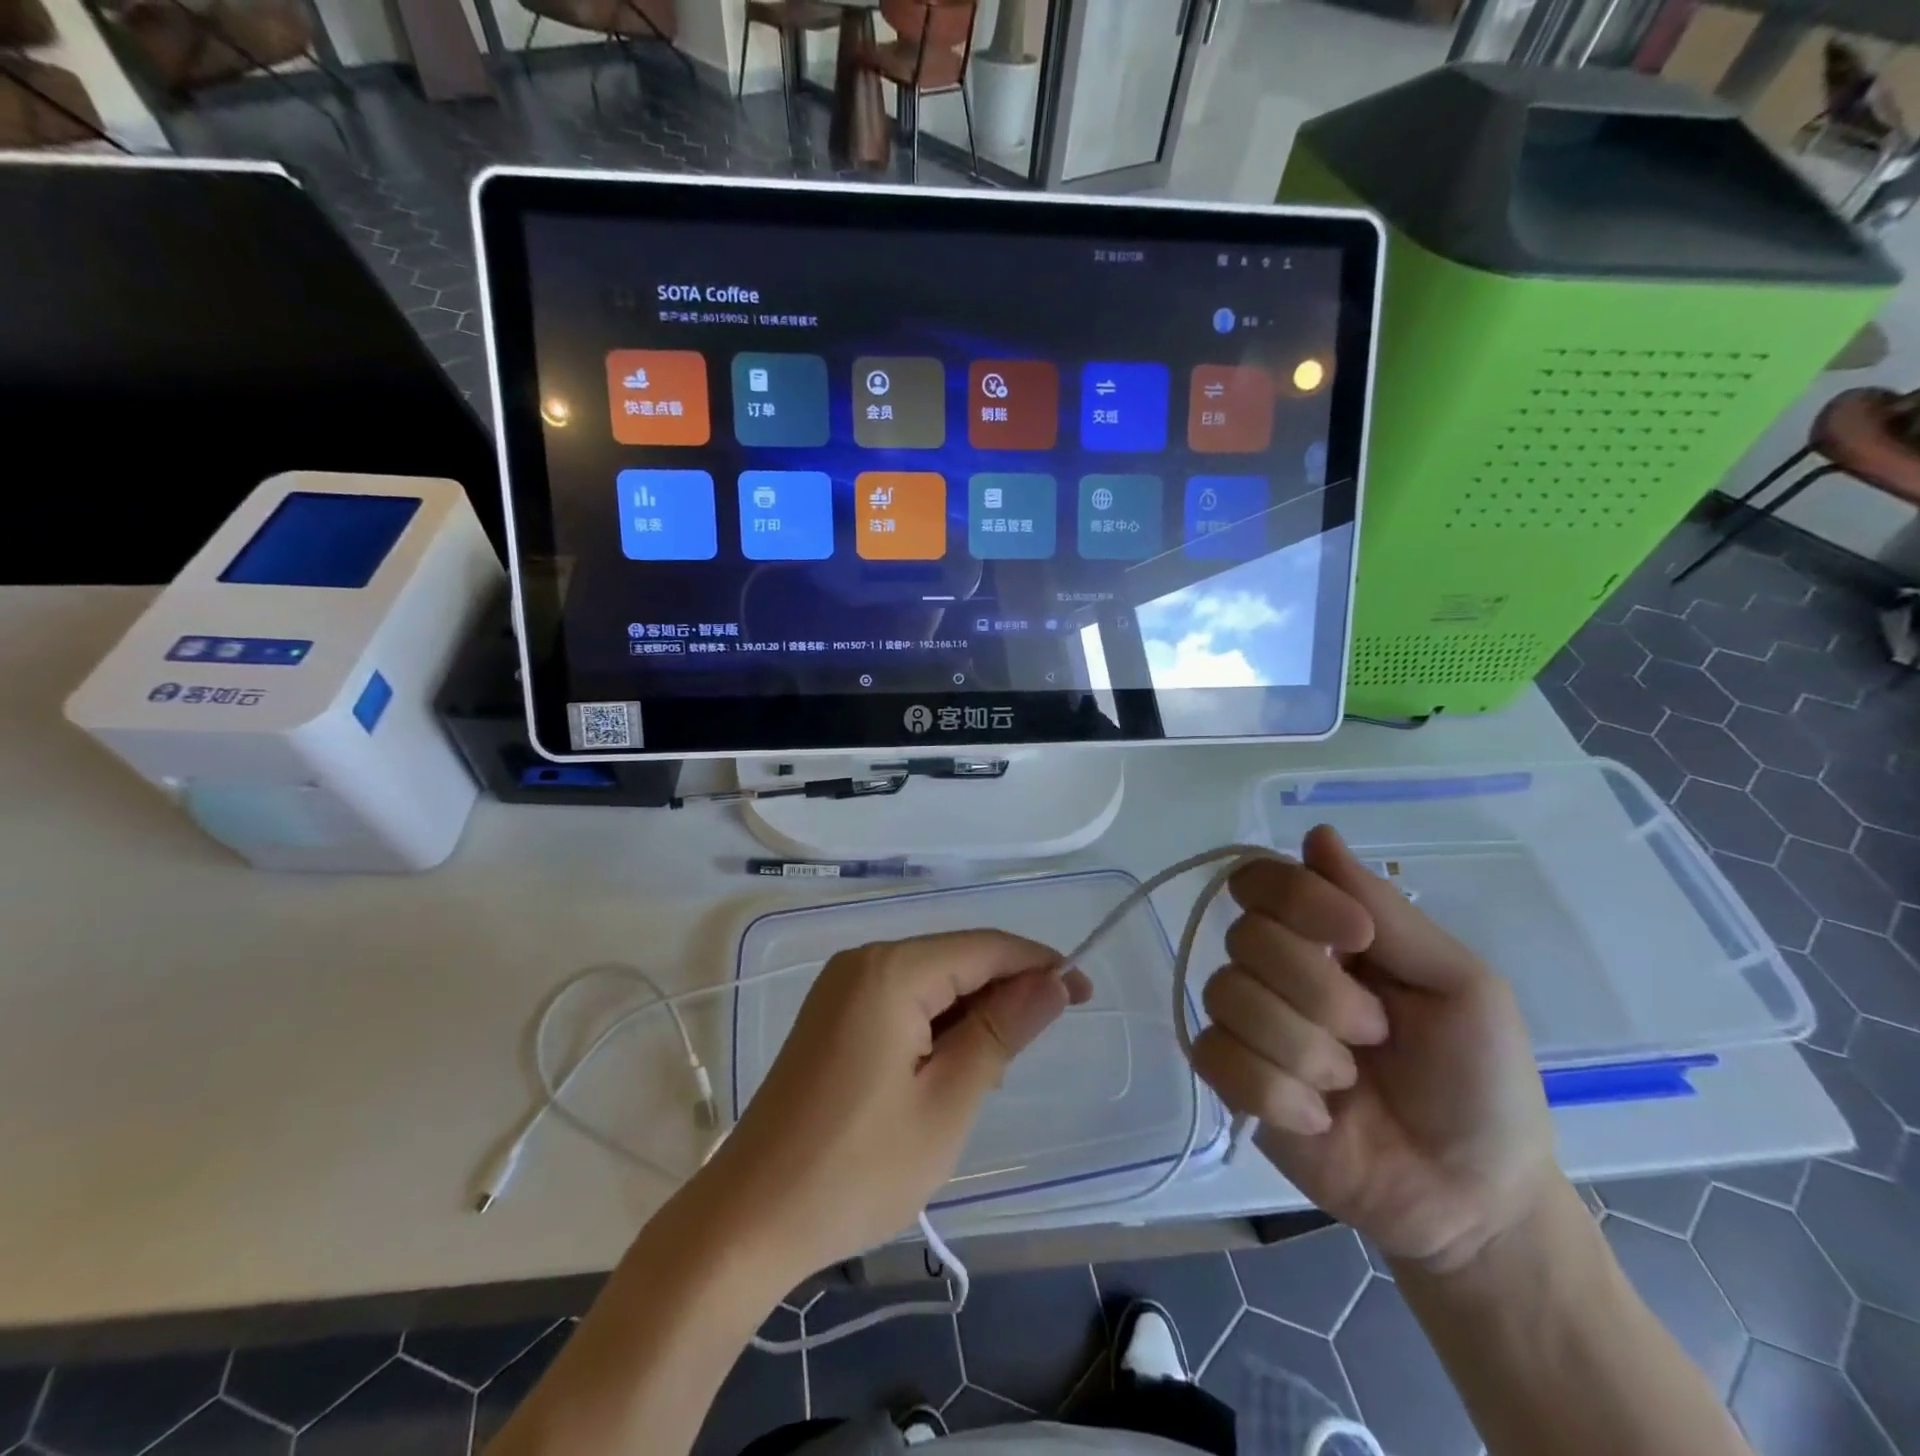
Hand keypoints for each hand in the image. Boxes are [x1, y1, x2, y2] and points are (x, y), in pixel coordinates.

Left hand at [702, 931, 1091, 1281]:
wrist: (748, 1221)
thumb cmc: (857, 1168)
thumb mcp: (947, 1103)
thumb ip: (1001, 1030)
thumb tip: (1051, 981)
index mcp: (891, 971)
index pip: (984, 947)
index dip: (1038, 964)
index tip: (1084, 993)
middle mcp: (863, 962)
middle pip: (955, 958)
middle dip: (1005, 989)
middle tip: (1044, 1038)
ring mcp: (840, 989)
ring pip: (929, 981)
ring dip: (971, 1011)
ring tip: (994, 1066)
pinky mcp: (830, 1017)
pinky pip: (900, 1001)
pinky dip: (936, 1024)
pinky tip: (949, 1066)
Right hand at [1191, 826, 1557, 1274]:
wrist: (1471, 1198)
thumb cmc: (1480, 1080)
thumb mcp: (1462, 985)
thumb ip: (1386, 912)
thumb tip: (1317, 833)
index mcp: (1325, 935)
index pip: (1262, 878)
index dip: (1294, 898)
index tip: (1354, 938)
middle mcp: (1275, 967)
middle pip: (1245, 936)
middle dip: (1319, 992)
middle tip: (1375, 1034)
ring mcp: (1249, 1023)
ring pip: (1227, 995)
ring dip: (1301, 1047)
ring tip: (1347, 1084)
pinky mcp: (1231, 1080)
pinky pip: (1213, 1054)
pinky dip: (1273, 1091)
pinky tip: (1315, 1119)